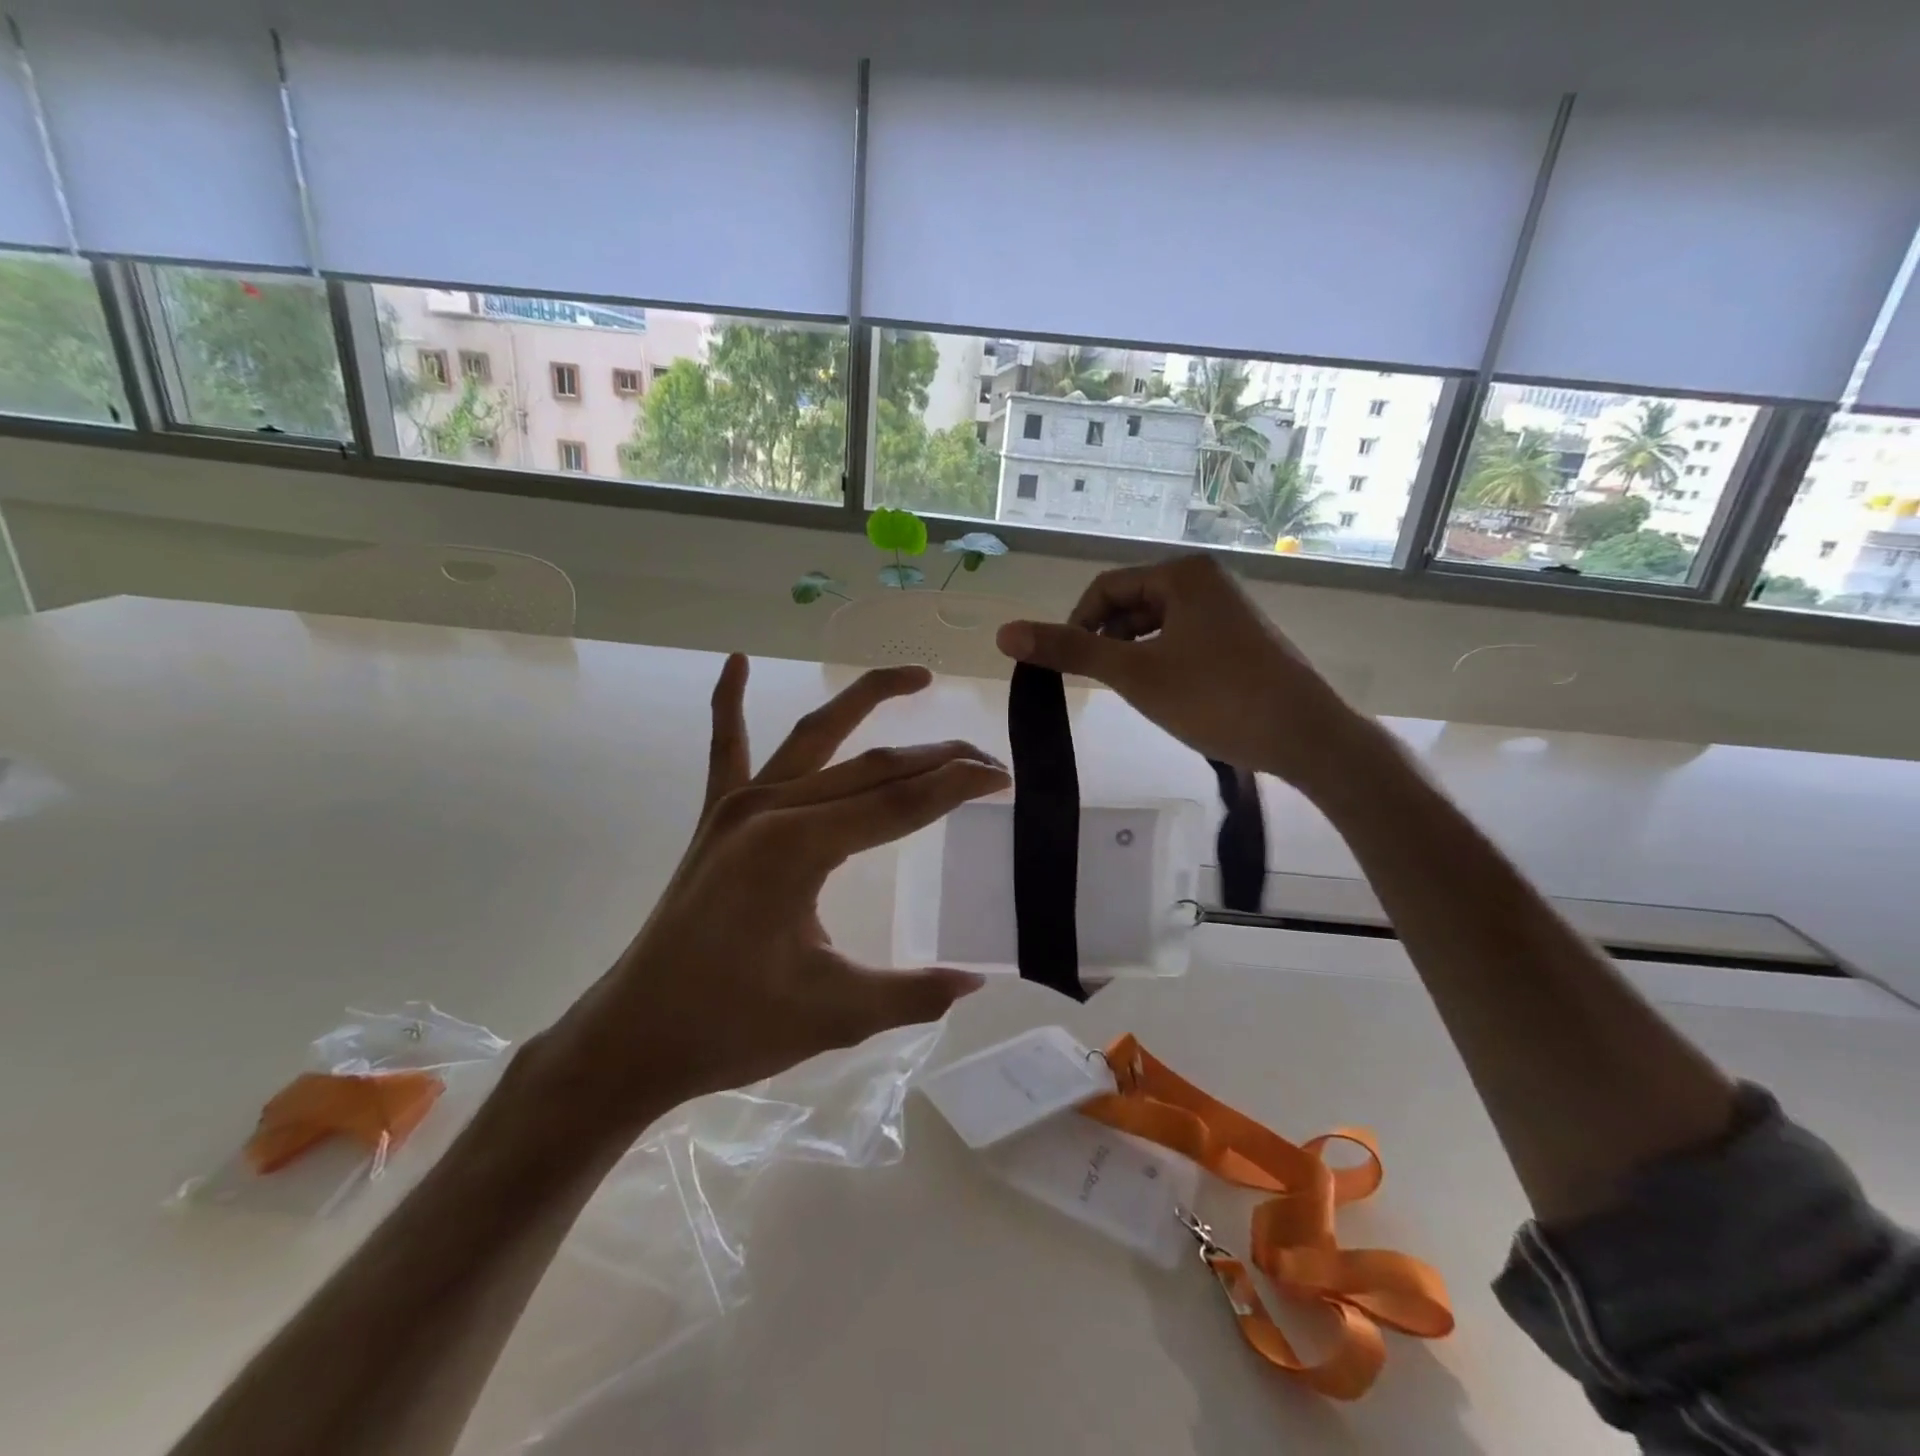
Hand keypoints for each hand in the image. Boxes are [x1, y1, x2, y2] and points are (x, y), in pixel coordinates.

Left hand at [537, 656, 1007, 1136]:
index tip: (1003, 777)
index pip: (898, 804)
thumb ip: (911, 992)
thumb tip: (976, 981)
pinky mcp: (715, 817)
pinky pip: (725, 747)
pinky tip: (735, 661)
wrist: (634, 1038)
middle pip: (871, 766)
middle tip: (986, 757)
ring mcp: (737, 806)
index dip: (956, 787)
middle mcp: (769, 808)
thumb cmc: (731, 1027)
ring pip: (814, 736)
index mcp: (798, 848)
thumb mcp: (834, 1014)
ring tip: (916, 677)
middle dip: (935, 757)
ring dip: (865, 700)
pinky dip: (728, 701)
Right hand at [996, 555, 1369, 793]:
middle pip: (1130, 605)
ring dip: (1133, 655)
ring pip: (1155, 626)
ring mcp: (1227, 610)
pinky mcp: (1240, 639)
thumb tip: (1004, 632)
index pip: (1104, 589)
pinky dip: (1161, 663)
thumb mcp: (1134, 673)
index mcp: (1182, 575)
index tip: (1067, 668)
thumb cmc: (1216, 697)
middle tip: (1103, 685)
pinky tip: (1166, 696)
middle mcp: (1206, 581)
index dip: (1076, 626)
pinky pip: (1182, 641)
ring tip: (1135, 694)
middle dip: (1107, 642)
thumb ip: (1069, 651)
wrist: (1306, 736)